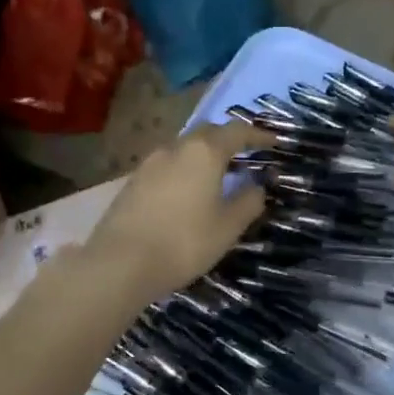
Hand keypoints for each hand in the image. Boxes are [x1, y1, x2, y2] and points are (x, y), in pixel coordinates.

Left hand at [81, 120, 268, 308]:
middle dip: (229, 140)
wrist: (119, 263)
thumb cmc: (184, 242)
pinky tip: (188, 191)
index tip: (273, 142)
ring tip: (218, 175)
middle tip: (245, 155)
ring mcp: (150, 162)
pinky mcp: (133, 181)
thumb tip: (257, 186)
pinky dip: (184, 169)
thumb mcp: (227, 227)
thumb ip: (248, 202)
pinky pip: (167, 165)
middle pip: (208, 133)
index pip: (237, 132)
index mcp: (204, 152)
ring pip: (184, 148)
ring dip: (204, 155)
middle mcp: (176, 148)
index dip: (258, 135)